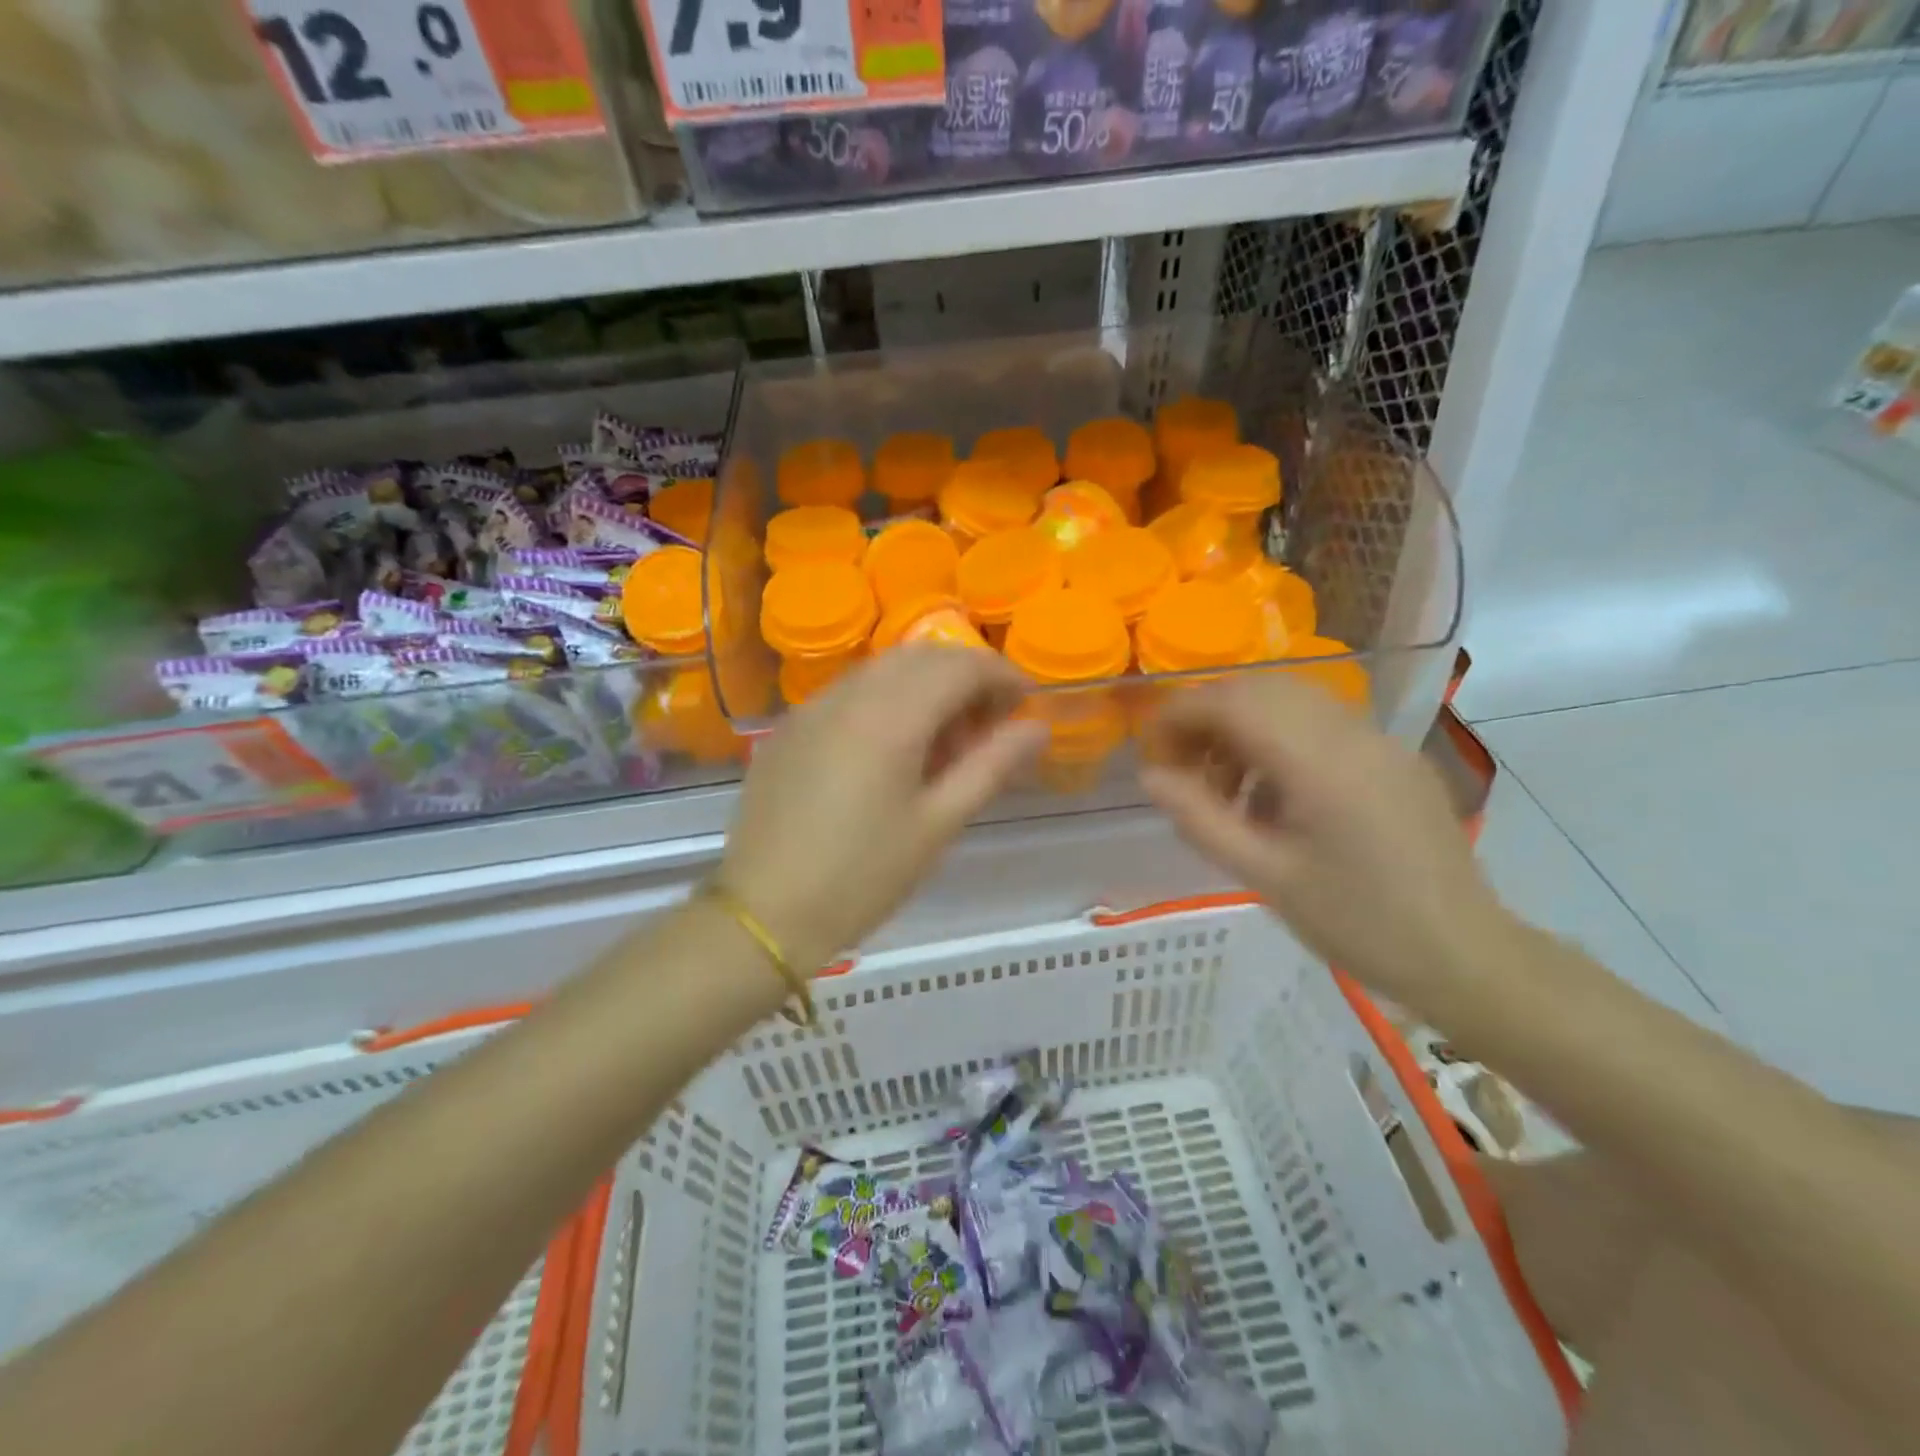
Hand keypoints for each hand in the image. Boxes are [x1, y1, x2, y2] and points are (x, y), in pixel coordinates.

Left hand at [719, 647, 1047, 969]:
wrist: (764, 914)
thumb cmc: (863, 876)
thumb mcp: (938, 824)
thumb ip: (992, 766)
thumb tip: (1037, 727)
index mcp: (890, 716)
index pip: (960, 665)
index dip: (1002, 675)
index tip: (1025, 704)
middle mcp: (848, 694)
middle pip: (921, 657)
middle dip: (964, 677)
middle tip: (987, 728)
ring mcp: (811, 707)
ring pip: (882, 671)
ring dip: (924, 687)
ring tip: (942, 744)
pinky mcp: (789, 729)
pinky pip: (849, 693)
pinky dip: (885, 701)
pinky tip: (890, 752)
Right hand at [1139, 675, 1511, 1016]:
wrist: (1464, 955)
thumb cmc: (1356, 923)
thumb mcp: (1264, 876)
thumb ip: (1200, 818)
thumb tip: (1150, 775)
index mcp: (1319, 762)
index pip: (1232, 703)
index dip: (1179, 715)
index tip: (1150, 750)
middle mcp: (1352, 733)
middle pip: (1259, 689)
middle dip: (1208, 718)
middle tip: (1182, 768)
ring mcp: (1379, 740)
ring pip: (1290, 701)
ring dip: (1243, 727)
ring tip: (1224, 788)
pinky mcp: (1394, 757)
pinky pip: (1321, 724)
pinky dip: (1279, 740)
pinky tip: (1273, 796)